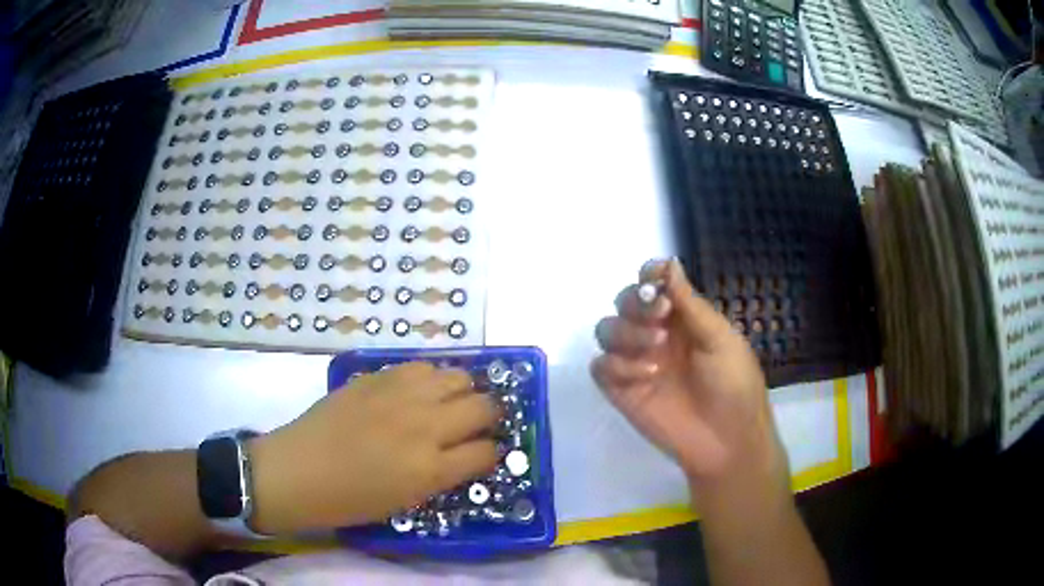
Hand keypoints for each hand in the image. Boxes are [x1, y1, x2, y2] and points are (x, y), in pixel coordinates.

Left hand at [248, 362, 498, 534]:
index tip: (484, 453)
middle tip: (475, 425)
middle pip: (483, 407)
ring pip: (459, 376)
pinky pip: (422, 366)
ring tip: (449, 403)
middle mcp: (424, 426)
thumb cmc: (350, 500)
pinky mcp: (378, 377)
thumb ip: (442, 475)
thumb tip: (465, 454)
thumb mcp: (406, 501)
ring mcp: (401, 396)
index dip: (491, 453)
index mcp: (431, 469)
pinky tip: (418, 391)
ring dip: (463, 391)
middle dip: (489, 417)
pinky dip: (430, 378)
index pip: (486, 452)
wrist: (298, 470)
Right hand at [591, 259, 787, 492]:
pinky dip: (617, 364)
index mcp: (683, 318)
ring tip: (655, 349)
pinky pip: (600, 367)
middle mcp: (656, 335)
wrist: (727, 441)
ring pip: (607, 330)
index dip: (649, 276)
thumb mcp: (719, 339)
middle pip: (626, 302)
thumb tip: (669, 263)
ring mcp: (636, 362)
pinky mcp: (621, 391)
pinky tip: (646, 375)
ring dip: (627, 332)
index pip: (654, 285)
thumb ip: (690, 303)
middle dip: (637, 304)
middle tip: (660, 316)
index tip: (654, 282)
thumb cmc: (734, 385)